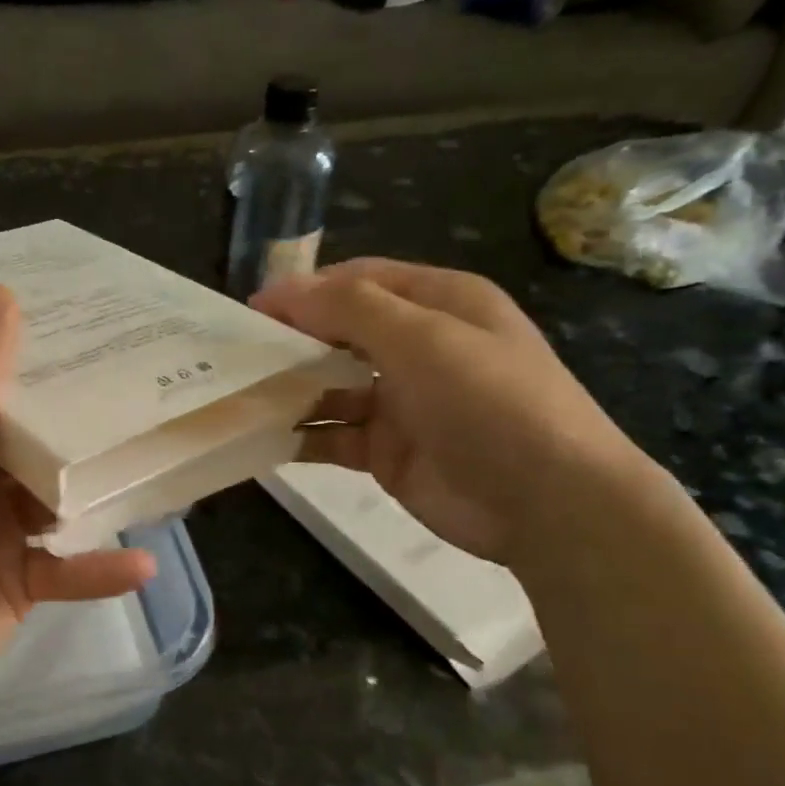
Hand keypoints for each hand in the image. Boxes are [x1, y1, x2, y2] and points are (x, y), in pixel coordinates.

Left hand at [0, 284, 155, 715]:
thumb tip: (1, 292)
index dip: (39, 358)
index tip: (97, 333)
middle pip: (37, 439)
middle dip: (85, 422)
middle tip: (151, 389)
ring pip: (61, 502)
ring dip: (100, 493)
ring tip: (163, 466)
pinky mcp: (17, 583)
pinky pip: (66, 570)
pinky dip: (99, 569)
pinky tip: (142, 564)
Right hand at [252, 259, 652, 564]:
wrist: (547, 503)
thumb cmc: (489, 402)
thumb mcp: (423, 338)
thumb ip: (350, 309)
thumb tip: (282, 291)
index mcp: (438, 305)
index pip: (359, 282)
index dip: (305, 291)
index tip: (252, 310)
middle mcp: (418, 348)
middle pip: (340, 333)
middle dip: (292, 340)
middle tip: (237, 354)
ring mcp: (402, 403)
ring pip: (331, 387)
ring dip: (291, 389)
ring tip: (240, 395)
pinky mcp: (388, 453)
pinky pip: (333, 436)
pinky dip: (301, 435)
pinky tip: (263, 438)